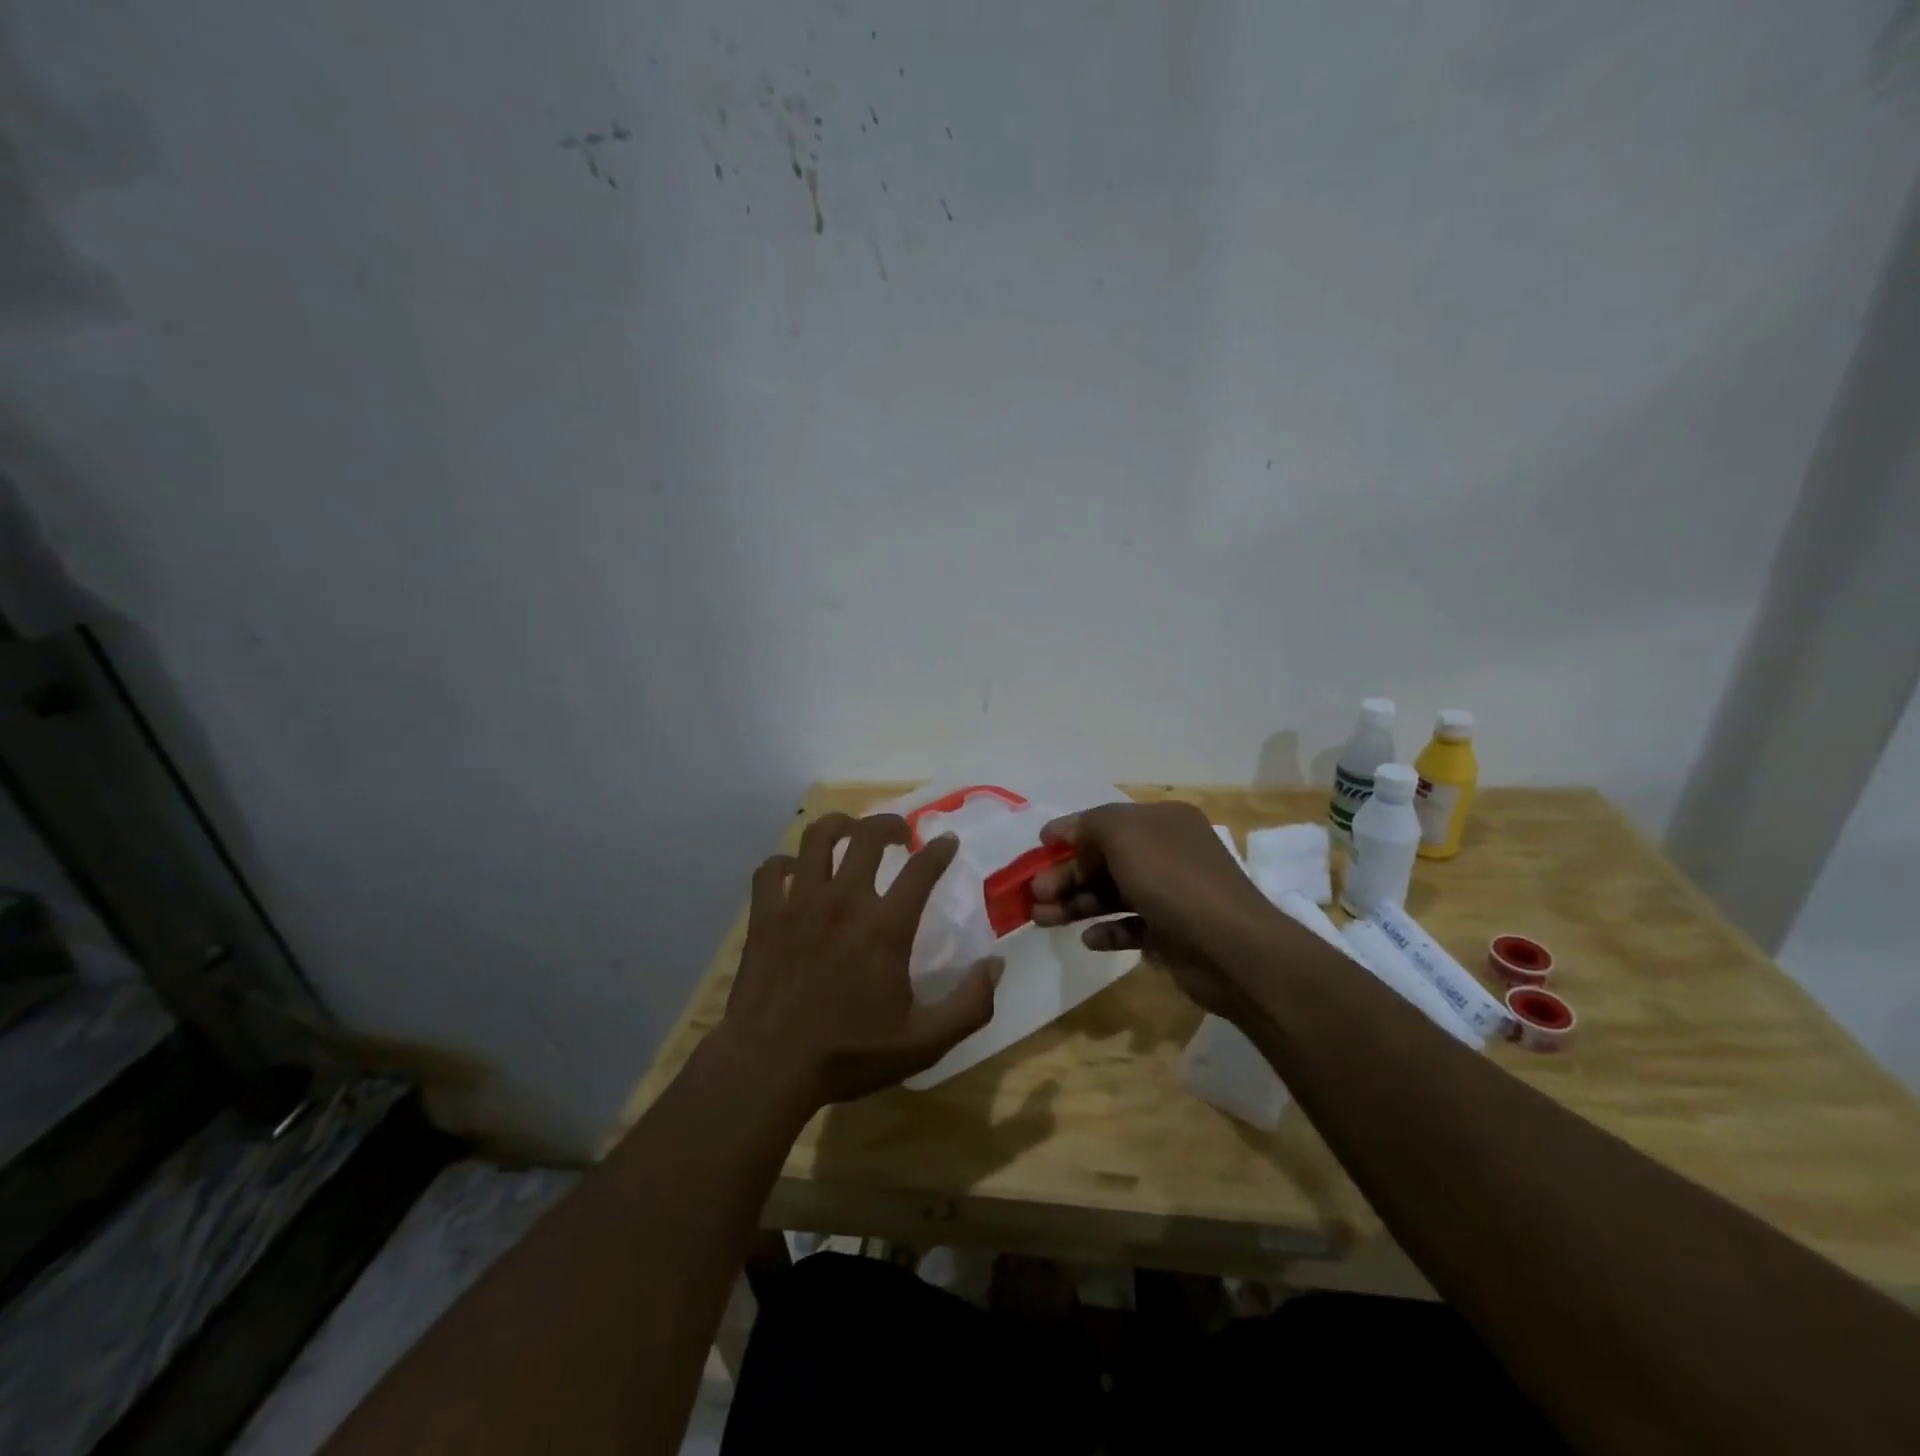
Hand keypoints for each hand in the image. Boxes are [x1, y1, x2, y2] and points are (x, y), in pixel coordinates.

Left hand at [719, 811, 1001, 1110]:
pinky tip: (795, 871)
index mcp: (885, 927)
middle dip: (890, 825)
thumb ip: (970, 1005)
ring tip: (849, 832)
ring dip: (838, 825)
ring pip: (816, 838)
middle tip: (900, 833)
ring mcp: (799, 904)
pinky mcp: (764, 916)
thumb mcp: (924, 1043)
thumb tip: (995, 964)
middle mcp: (843, 901)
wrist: (769, 1067)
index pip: (921, 869)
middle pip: (868, 836)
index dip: (940, 849)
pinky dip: (785, 862)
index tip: (947, 840)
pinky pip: (772, 869)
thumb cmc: (849, 1054)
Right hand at [1030, 800, 1301, 1019]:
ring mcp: (1173, 895)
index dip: (1070, 832)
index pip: (1107, 821)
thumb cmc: (1172, 880)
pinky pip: (1132, 927)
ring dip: (1077, 904)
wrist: (1232, 948)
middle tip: (1033, 895)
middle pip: (1105, 860)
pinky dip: (1108, 931)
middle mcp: (1169, 853)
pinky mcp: (1173, 933)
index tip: (1038, 848)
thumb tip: (1061, 831)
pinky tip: (1089, 939)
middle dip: (1066, 875)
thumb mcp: (1124, 834)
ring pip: (1113, 894)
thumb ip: (1089, 825)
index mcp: (1163, 821)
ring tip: (1042, 920)